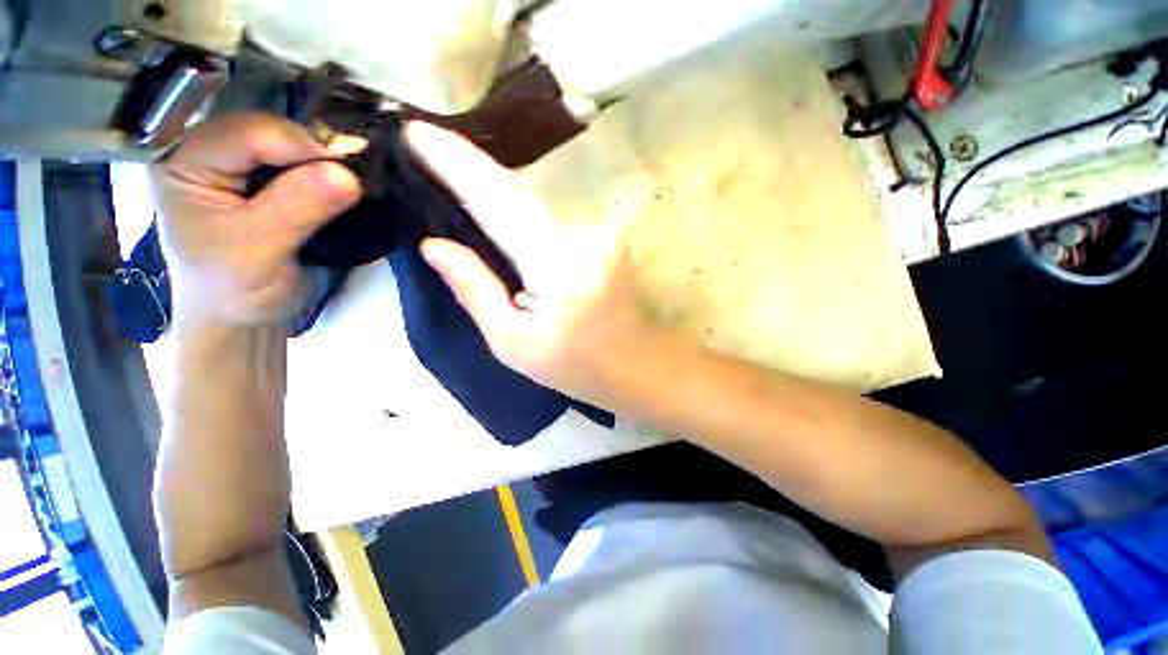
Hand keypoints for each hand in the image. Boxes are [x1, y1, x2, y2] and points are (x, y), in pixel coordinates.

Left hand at [150, 113, 360, 328]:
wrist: (239, 317)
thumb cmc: (233, 289)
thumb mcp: (260, 250)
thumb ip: (298, 208)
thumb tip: (347, 175)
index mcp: (184, 163)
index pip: (247, 134)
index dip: (300, 146)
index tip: (348, 171)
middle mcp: (206, 152)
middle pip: (268, 131)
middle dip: (314, 151)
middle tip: (356, 174)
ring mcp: (234, 164)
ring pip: (287, 143)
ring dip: (322, 160)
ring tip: (352, 179)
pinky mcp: (260, 181)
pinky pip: (297, 163)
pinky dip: (323, 171)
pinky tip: (340, 184)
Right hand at [406, 122, 665, 407]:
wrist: (637, 365)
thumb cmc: (574, 366)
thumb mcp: (513, 342)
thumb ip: (476, 290)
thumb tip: (433, 245)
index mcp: (557, 268)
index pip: (499, 203)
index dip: (457, 164)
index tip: (416, 133)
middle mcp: (583, 237)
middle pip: (518, 192)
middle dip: (469, 164)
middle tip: (424, 141)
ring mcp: (601, 233)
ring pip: (536, 200)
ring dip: (494, 183)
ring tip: (451, 165)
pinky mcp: (607, 236)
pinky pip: (552, 214)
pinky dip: (520, 205)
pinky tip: (496, 199)